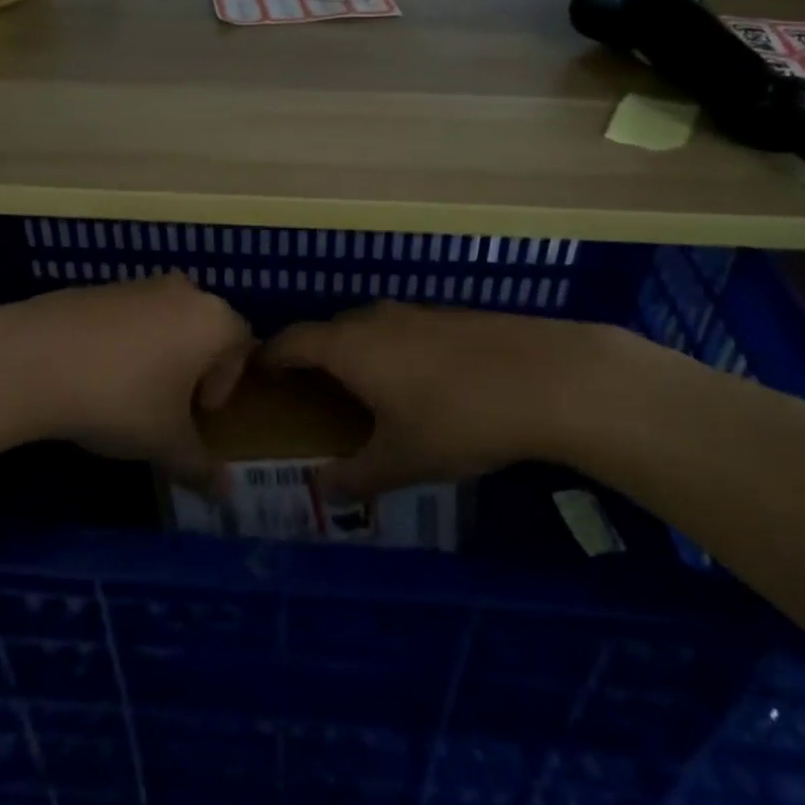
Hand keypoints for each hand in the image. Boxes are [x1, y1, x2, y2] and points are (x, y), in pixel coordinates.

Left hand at [0, 274, 252, 490]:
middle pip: (204, 328)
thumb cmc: (121, 398)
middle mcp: (182, 291)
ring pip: (166, 320)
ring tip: (131, 394)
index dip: (227, 382)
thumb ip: (200, 466)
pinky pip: (129, 316)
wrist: (37, 358)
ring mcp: (138, 283)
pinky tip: (97, 375)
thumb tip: (227, 496)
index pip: (242, 343)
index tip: (200, 413)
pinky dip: (126, 342)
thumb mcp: (165, 442)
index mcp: (212, 319)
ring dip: (161, 354)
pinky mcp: (100, 287)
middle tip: (171, 405)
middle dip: (195, 367)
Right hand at [259, 303, 682, 499]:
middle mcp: (375, 319)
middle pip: (327, 331)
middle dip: (312, 358)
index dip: (270, 357)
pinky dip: (390, 350)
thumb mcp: (401, 460)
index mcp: (349, 347)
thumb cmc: (457, 420)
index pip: (291, 341)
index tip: (260, 378)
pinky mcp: (450, 316)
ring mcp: (415, 313)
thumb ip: (355, 477)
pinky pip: (401, 330)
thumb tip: (320, 492)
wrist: (545, 377)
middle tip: (310, 395)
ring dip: (354, 353)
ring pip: (367, 328)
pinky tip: (417, 383)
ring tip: (363, 392)